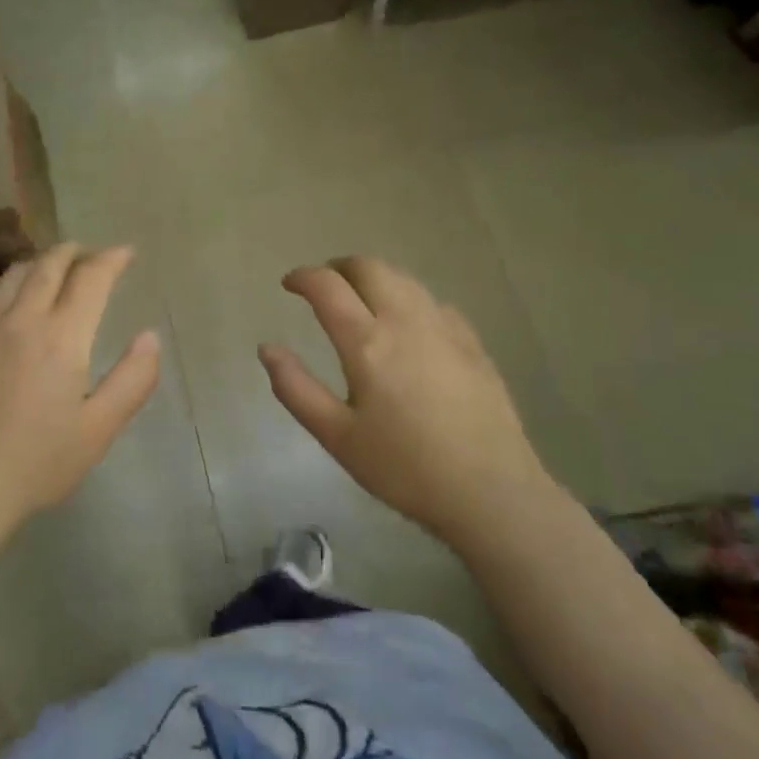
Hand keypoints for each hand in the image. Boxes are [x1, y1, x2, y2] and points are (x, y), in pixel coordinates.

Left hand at [0, 244, 160, 546]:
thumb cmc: (36, 464)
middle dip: (76, 252)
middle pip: (50, 264)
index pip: (91, 277)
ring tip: (53, 271)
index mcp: (61, 337)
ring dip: (40, 264)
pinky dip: (2, 283)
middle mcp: (20, 318)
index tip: (126, 253)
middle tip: (92, 256)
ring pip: (14, 273)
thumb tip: (150, 336)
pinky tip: (5, 296)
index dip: (112, 259)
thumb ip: (132, 380)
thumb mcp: (98, 430)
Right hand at [259, 257, 549, 543]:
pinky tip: (408, 322)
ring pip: (404, 279)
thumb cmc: (404, 468)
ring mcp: (443, 328)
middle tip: (324, 283)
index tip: (288, 284)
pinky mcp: (472, 343)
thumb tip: (267, 349)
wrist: (491, 492)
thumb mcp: (337, 436)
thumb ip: (296, 388)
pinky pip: (433, 301)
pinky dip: (408, 298)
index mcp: (366, 343)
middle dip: (340, 267)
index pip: (327, 286)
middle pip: (369, 268)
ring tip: (361, 296)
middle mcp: (405, 321)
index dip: (303, 277)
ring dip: (375, 276)